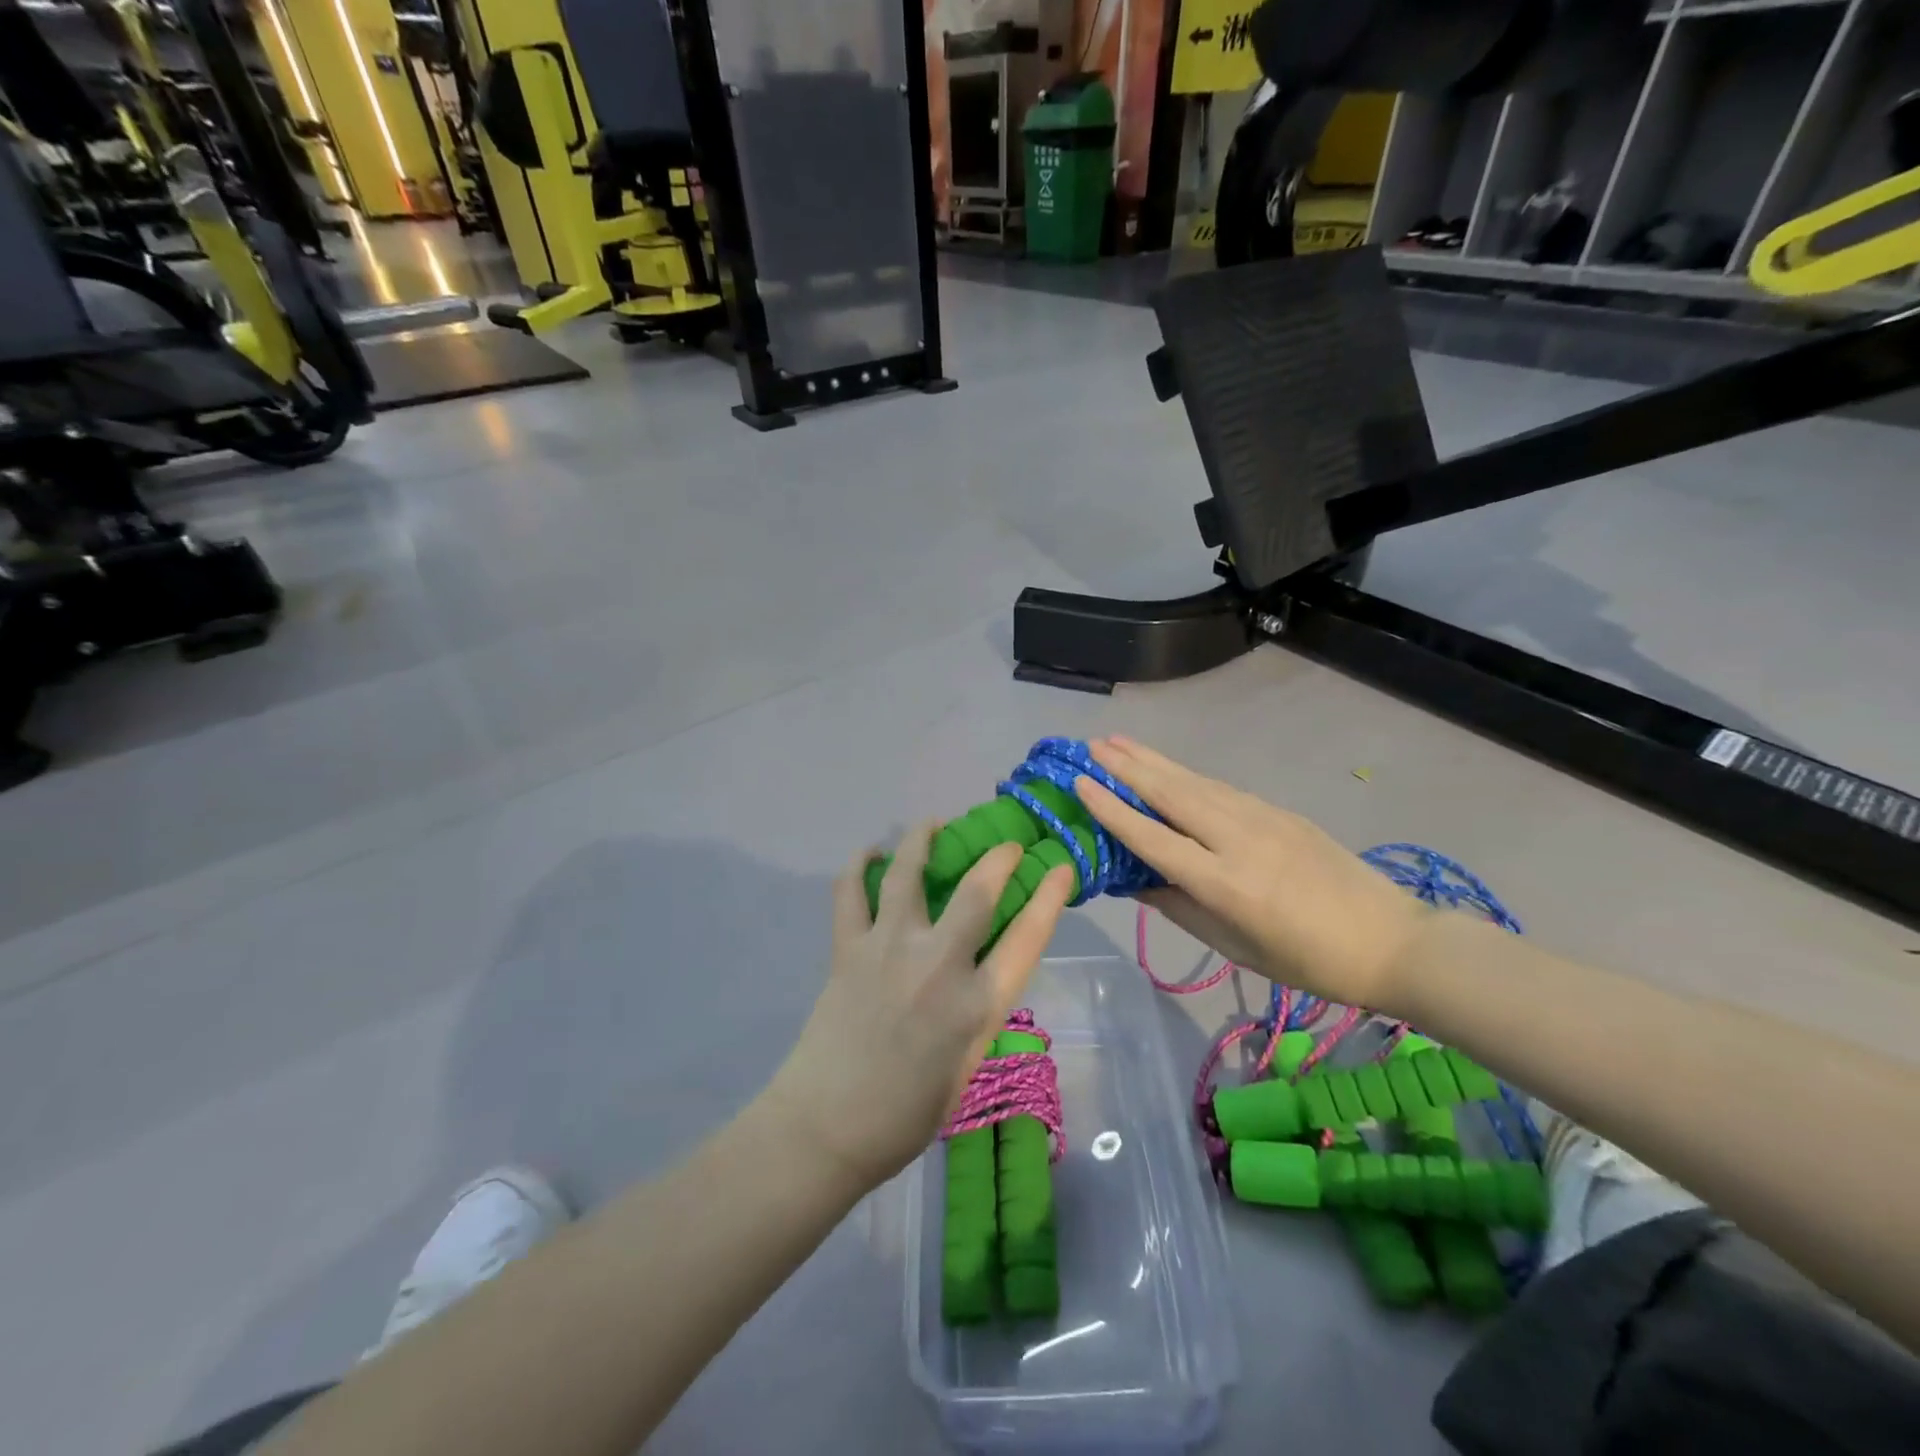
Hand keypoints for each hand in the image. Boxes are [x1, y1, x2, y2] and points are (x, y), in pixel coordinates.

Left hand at [766, 823, 1074, 1189]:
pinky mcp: (848, 949)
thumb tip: (980, 972)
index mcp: (976, 1005)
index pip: (1027, 937)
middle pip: (976, 891)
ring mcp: (889, 950)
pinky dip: (859, 865)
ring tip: (932, 823)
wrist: (827, 1128)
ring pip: (908, 873)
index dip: (1050, 896)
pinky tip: (870, 853)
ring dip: (922, 839)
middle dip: (997, 857)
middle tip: (1004, 845)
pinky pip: (850, 892)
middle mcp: (938, 966)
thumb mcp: (966, 1064)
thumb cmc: (906, 1114)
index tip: (1060, 866)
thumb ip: (977, 1011)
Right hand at [1073, 737, 1427, 1014]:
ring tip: (1119, 741)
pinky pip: (1221, 788)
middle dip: (1128, 766)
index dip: (1112, 810)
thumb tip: (1135, 880)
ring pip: (1195, 782)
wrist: (1391, 940)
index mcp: (1224, 884)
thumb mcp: (1235, 947)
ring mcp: (1263, 818)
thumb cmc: (1308, 962)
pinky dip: (1186, 774)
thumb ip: (1180, 907)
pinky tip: (1168, 767)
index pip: (1154, 838)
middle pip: (1172, 794)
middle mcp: (1238, 840)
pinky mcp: (1280, 811)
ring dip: (1154, 760)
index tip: (1081, 782)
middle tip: (1092, 744)